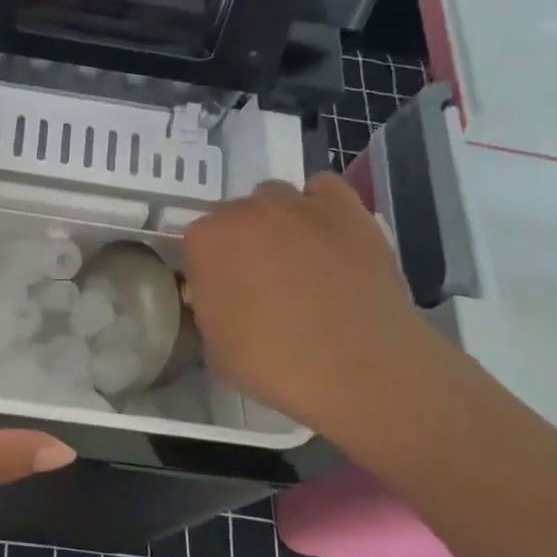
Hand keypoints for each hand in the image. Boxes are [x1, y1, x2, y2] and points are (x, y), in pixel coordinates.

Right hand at [181, 174, 436, 435]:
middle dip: (241, 241)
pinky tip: (324, 234)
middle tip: (259, 280)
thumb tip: (218, 295)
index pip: (196, 242)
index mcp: (206, 242)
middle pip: (233, 215)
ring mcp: (298, 205)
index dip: (209, 268)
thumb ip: (207, 306)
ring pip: (274, 197)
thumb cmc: (275, 364)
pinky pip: (322, 188)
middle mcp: (246, 211)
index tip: (222, 292)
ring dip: (275, 220)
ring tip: (295, 257)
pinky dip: (318, 205)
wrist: (360, 368)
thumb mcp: (213, 345)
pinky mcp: (346, 209)